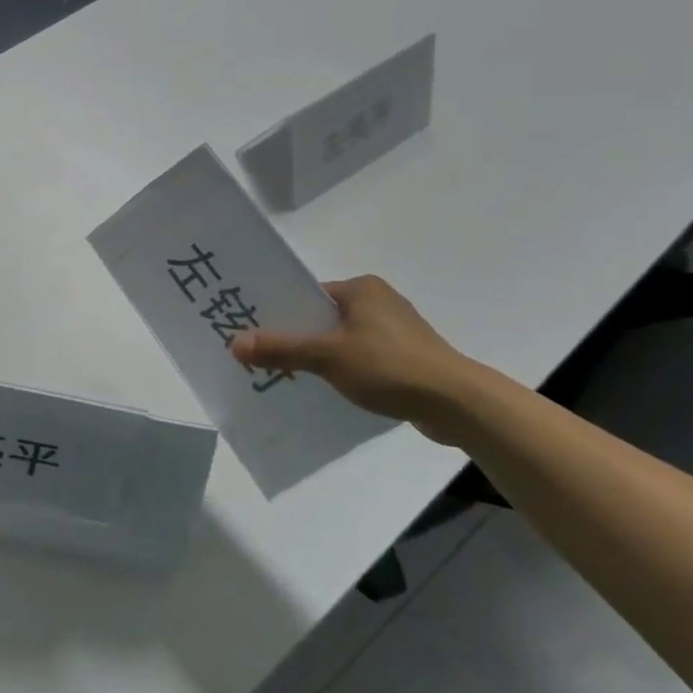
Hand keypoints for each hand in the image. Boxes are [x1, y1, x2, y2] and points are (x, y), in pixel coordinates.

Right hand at [228, 275, 487, 443]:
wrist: (458, 405)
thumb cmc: (390, 366)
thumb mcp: (327, 356)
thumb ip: (281, 349)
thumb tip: (233, 343)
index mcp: (361, 288)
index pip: (308, 294)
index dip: (280, 311)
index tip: (255, 329)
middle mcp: (379, 301)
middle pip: (323, 316)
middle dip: (297, 336)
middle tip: (264, 355)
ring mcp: (396, 330)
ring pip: (342, 339)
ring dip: (320, 355)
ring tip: (290, 374)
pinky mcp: (407, 357)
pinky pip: (362, 357)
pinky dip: (344, 369)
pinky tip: (329, 388)